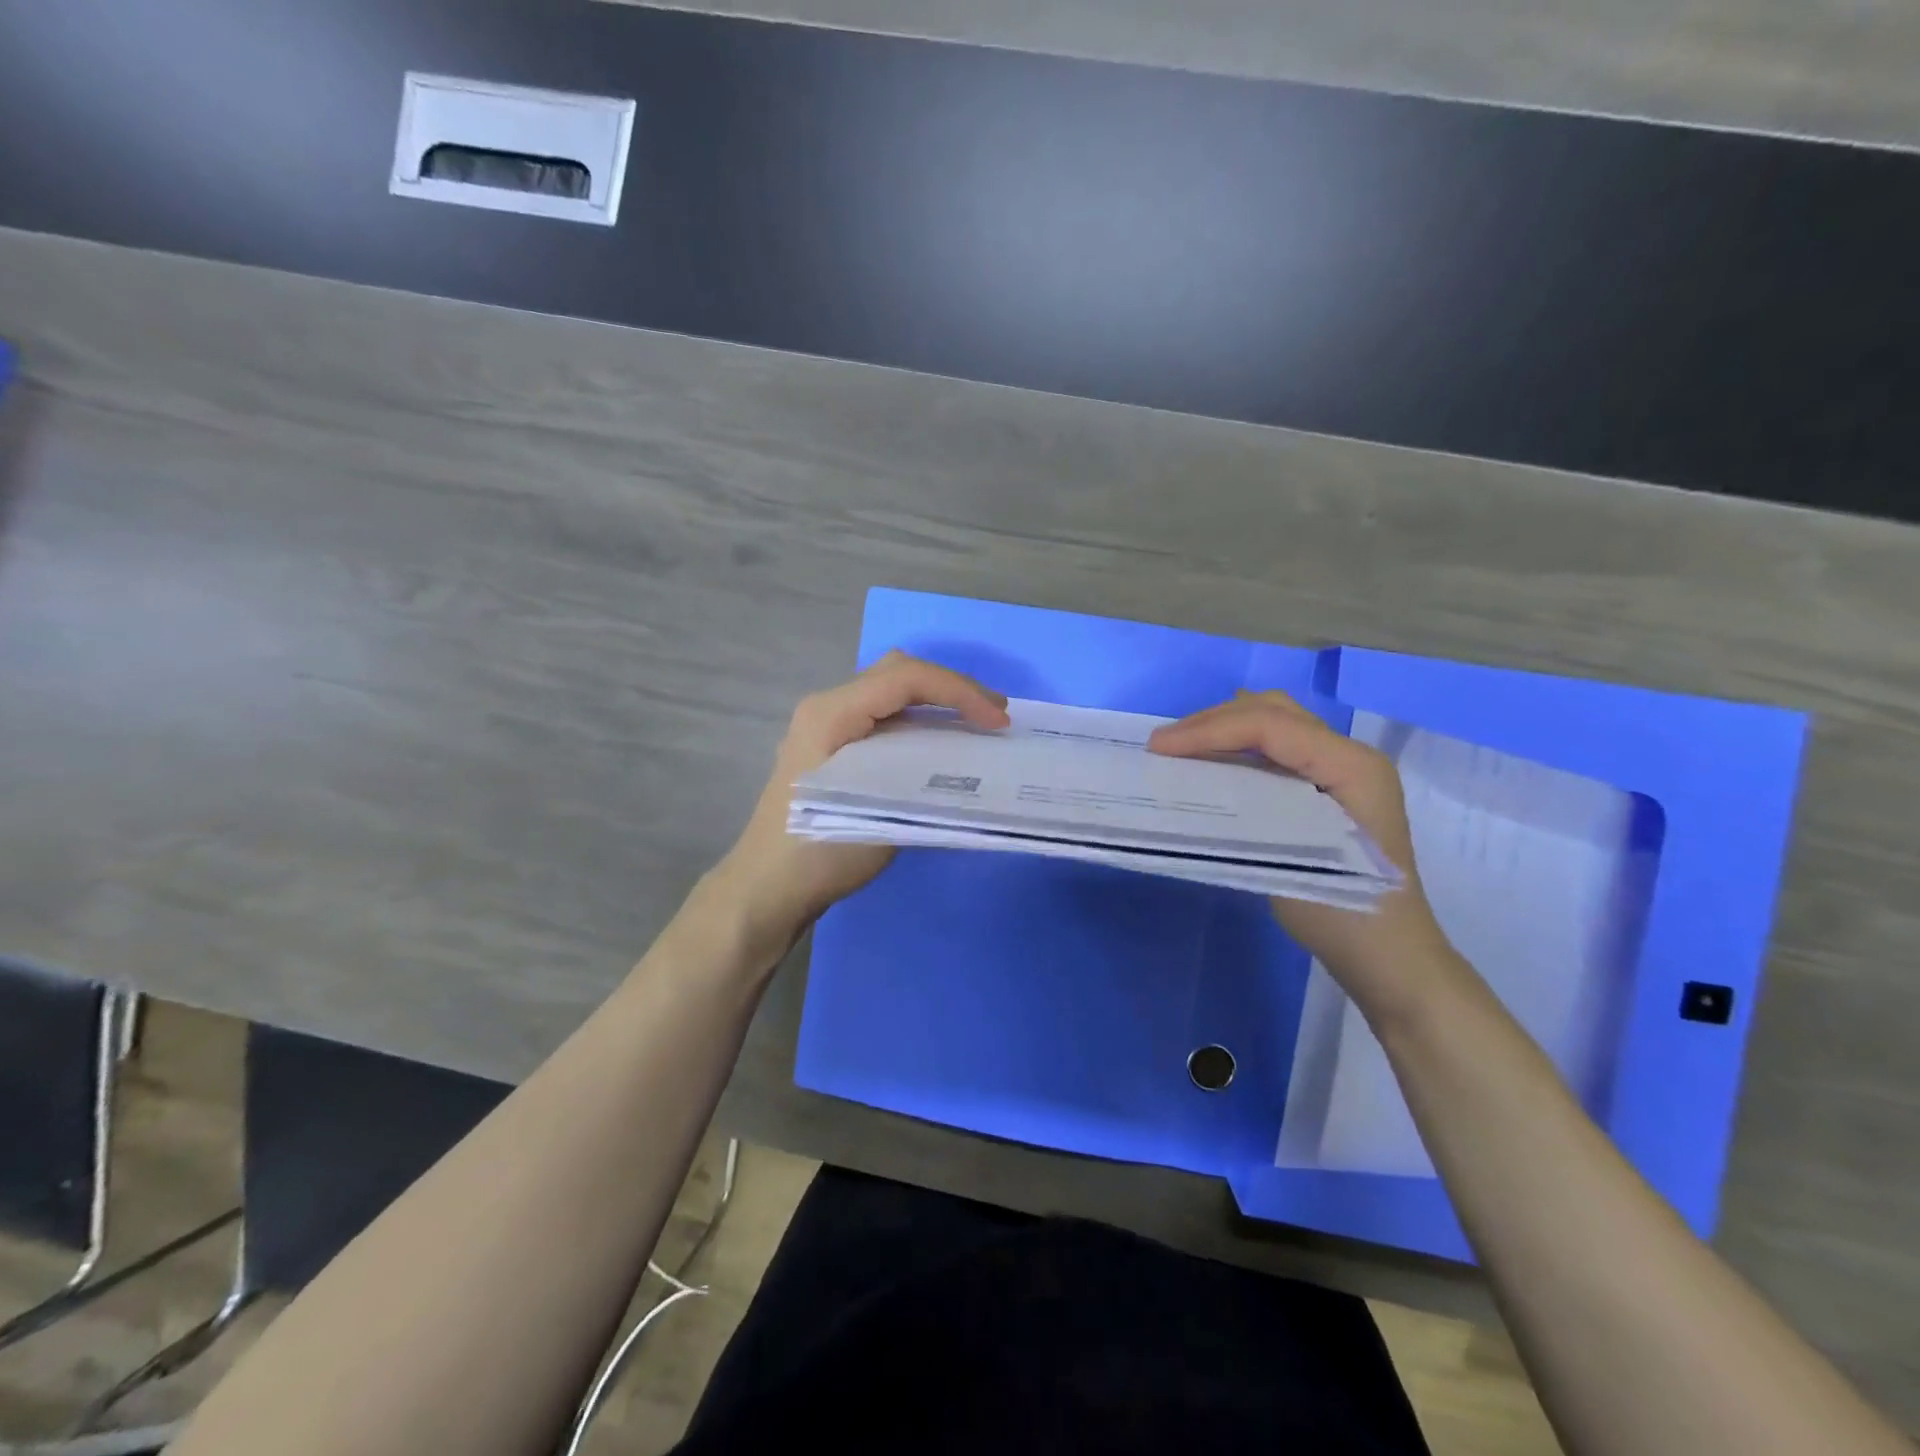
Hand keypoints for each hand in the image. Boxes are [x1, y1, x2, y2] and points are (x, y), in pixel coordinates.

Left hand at [710, 651, 1009, 957]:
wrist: (766, 889)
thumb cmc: (818, 851)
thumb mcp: (878, 813)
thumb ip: (923, 777)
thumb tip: (970, 762)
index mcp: (831, 714)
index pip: (905, 678)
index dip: (959, 692)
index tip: (998, 722)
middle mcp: (827, 707)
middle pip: (898, 673)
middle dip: (952, 687)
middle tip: (995, 715)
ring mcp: (827, 725)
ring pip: (892, 692)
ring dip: (938, 701)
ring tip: (979, 724)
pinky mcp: (834, 746)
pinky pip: (884, 716)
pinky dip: (920, 720)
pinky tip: (944, 743)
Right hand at [1148, 691, 1460, 1019]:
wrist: (1389, 957)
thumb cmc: (1342, 910)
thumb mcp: (1288, 856)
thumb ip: (1245, 806)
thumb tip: (1189, 779)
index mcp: (1351, 766)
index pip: (1270, 726)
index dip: (1208, 730)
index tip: (1159, 747)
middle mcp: (1350, 755)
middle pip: (1273, 711)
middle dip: (1213, 720)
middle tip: (1164, 744)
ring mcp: (1341, 769)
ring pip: (1275, 723)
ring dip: (1224, 728)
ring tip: (1180, 748)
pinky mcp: (1327, 785)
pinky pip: (1277, 747)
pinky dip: (1238, 746)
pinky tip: (1210, 763)